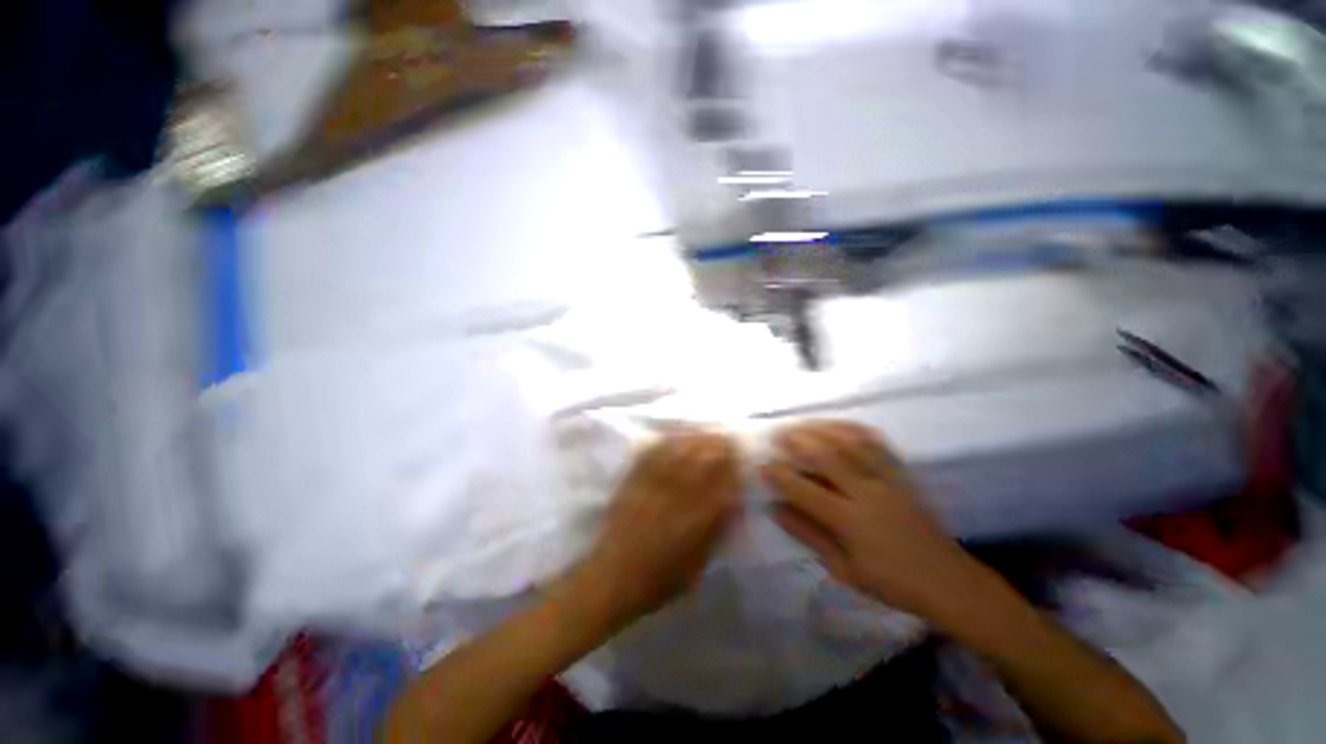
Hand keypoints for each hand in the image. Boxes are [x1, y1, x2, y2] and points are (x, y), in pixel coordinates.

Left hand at [577, 431, 741, 625]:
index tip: (742, 455)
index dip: (734, 465)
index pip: (723, 482)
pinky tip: (677, 433)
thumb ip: (717, 530)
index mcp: (697, 519)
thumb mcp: (698, 563)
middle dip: (719, 444)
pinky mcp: (634, 479)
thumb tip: (733, 501)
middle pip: (702, 459)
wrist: (611, 578)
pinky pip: (653, 452)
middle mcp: (677, 495)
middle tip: (728, 438)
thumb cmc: (659, 579)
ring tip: (707, 431)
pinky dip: (668, 439)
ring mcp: (653, 483)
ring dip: (696, 437)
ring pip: (679, 450)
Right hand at [762, 420, 975, 615]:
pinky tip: (838, 425)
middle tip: (777, 434)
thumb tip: (775, 509)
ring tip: (800, 424)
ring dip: (821, 429)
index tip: (763, 466)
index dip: (781, 476)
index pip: (807, 491)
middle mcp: (869, 493)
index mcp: (852, 522)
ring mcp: (888, 479)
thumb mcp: (843, 568)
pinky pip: (876, 443)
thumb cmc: (891, 581)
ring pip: (850, 443)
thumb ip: (808, 534)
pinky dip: (853, 430)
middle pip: (828, 457)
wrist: (948, 580)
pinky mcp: (902, 474)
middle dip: (798, 442)